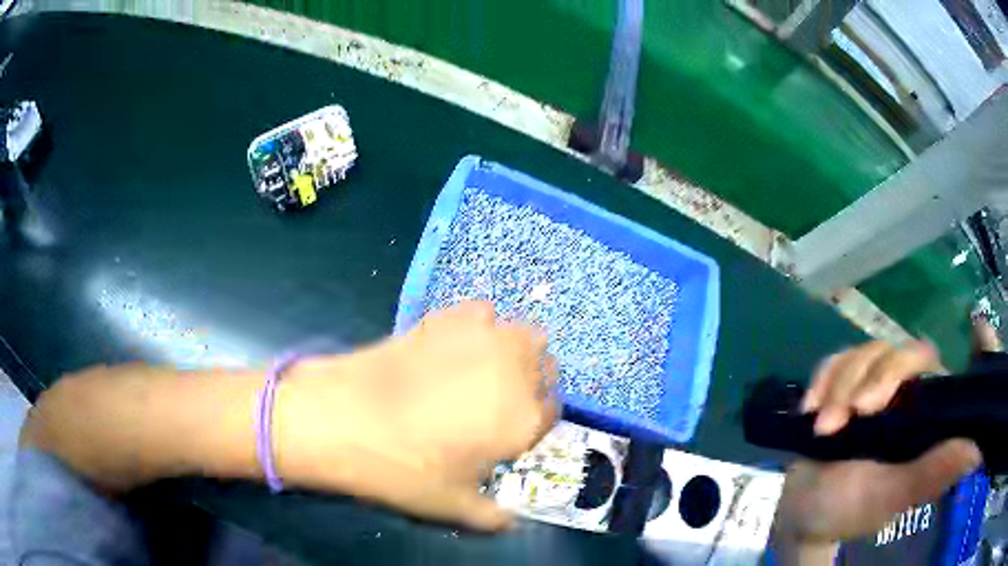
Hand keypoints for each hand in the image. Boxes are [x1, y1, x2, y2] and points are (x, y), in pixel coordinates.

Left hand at [276, 301, 559, 529]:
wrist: (345, 420)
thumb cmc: (405, 469)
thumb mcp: (452, 506)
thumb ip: (493, 517)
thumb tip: (510, 521)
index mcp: (523, 419)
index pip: (551, 412)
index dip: (534, 422)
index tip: (512, 431)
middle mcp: (516, 372)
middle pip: (546, 366)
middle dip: (533, 383)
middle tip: (501, 400)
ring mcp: (483, 339)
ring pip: (525, 334)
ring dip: (515, 351)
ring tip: (484, 369)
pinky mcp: (448, 318)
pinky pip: (481, 313)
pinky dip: (478, 326)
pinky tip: (455, 344)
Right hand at [774, 340, 981, 558]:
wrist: (802, 513)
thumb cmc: (849, 509)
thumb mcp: (892, 496)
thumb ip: (933, 472)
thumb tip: (977, 446)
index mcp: (920, 412)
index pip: (925, 360)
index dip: (901, 368)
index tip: (868, 406)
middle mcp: (901, 393)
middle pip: (891, 350)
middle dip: (861, 383)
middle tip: (838, 423)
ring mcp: (870, 387)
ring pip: (860, 353)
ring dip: (835, 389)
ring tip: (820, 429)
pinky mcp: (840, 387)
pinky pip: (833, 360)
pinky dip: (820, 381)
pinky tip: (809, 409)